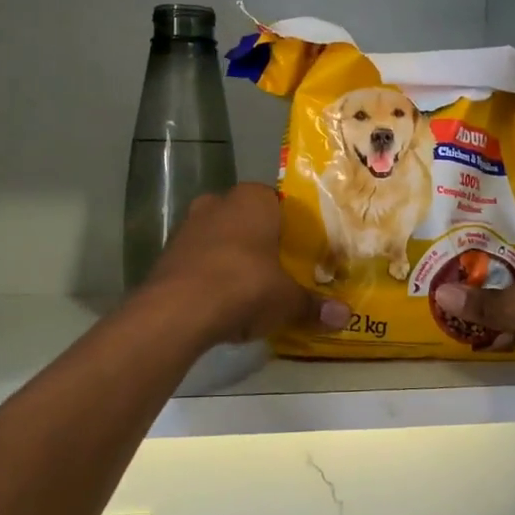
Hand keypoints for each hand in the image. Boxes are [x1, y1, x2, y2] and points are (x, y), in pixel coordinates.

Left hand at [142, 184, 347, 345]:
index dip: (291, 228)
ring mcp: (189, 225)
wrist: (179, 310)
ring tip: (252, 290)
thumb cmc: (245, 286)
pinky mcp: (168, 253)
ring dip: (233, 259)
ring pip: (220, 239)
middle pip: (248, 220)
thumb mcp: (287, 300)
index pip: (279, 203)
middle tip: (279, 271)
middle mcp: (219, 202)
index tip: (301, 252)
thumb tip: (345, 316)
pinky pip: (199, 260)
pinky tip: (222, 302)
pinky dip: (211, 276)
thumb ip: (314, 305)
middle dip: (261, 243)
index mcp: (253, 199)